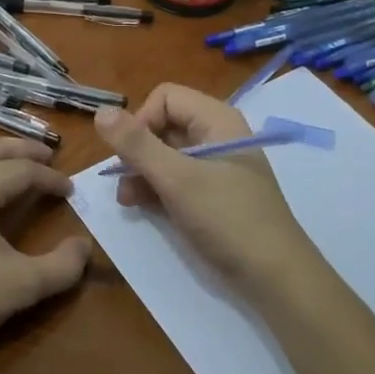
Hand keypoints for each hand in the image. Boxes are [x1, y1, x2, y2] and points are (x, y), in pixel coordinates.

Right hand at [95, 84, 320, 290]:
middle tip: (122, 181)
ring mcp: (217, 166)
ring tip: (127, 200)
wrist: (274, 276)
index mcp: (216, 120)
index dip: (141, 120)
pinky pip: (177, 178)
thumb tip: (100, 111)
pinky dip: (157, 187)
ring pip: (167, 154)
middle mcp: (217, 135)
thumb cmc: (226, 218)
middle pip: (164, 124)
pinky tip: (141, 206)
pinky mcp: (213, 194)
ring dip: (142, 172)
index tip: (128, 155)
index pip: (165, 97)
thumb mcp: (176, 179)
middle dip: (138, 150)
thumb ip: (137, 145)